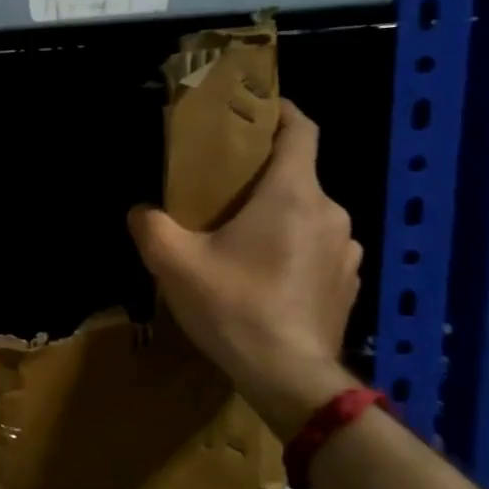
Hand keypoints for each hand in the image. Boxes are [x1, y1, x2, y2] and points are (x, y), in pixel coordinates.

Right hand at [128, 101, 362, 435]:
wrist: (290, 377)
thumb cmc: (234, 307)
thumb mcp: (174, 263)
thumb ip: (150, 226)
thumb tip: (141, 210)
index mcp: (293, 194)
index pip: (302, 130)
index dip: (282, 112)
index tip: (256, 111)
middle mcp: (331, 213)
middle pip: (299, 176)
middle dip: (263, 177)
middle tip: (222, 193)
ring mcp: (347, 251)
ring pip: (309, 216)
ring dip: (278, 218)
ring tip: (240, 241)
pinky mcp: (348, 284)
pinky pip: (318, 250)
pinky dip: (293, 250)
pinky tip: (264, 279)